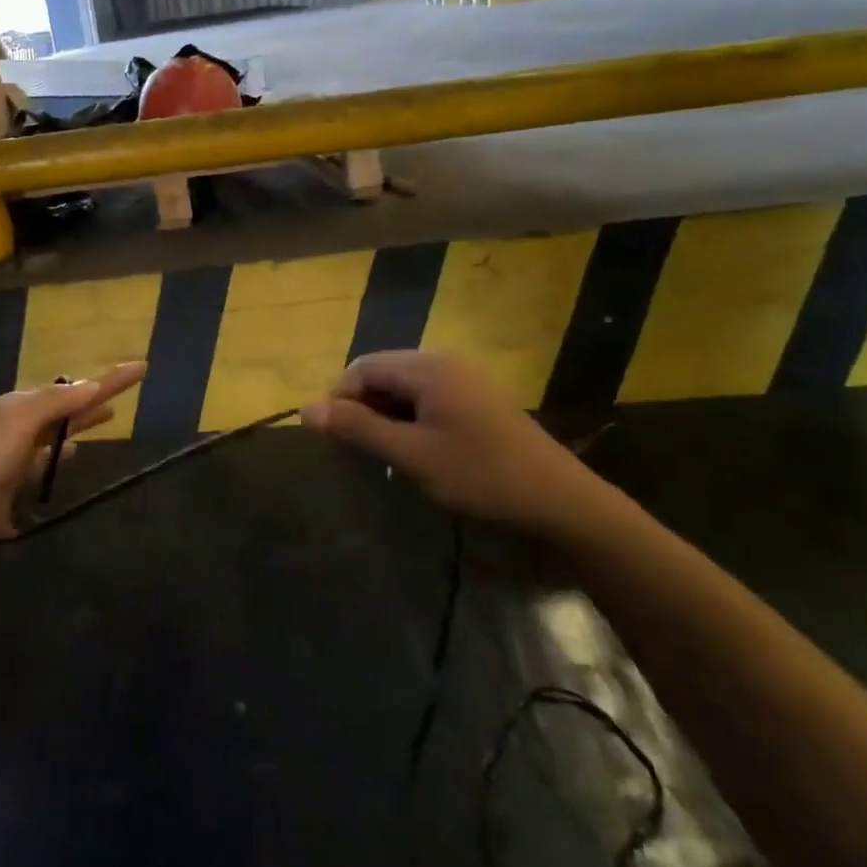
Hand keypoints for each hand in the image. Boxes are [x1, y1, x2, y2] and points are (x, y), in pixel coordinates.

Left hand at [0, 362, 146, 558]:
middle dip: (86, 414)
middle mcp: (14, 438)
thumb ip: (55, 405)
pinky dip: (27, 505)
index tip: (142, 366)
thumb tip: (92, 383)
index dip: (111, 381)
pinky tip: (33, 514)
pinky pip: (17, 505)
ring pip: (40, 462)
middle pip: (61, 424)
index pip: (78, 392)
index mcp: (21, 412)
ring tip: (80, 450)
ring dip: (59, 454)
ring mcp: (1, 474)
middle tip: (115, 409)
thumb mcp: (14, 423)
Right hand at [300, 350, 605, 534]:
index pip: (362, 368)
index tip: (335, 442)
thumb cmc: (480, 476)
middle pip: (382, 373)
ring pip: (404, 388)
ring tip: (386, 457)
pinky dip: (409, 420)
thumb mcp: (412, 455)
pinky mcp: (476, 400)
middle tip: (358, 453)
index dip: (340, 400)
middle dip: (362, 408)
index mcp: (428, 367)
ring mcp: (464, 380)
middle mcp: (444, 362)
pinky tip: (415, 453)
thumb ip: (358, 429)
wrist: (561, 503)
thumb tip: (305, 409)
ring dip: (385, 417)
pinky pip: (427, 399)